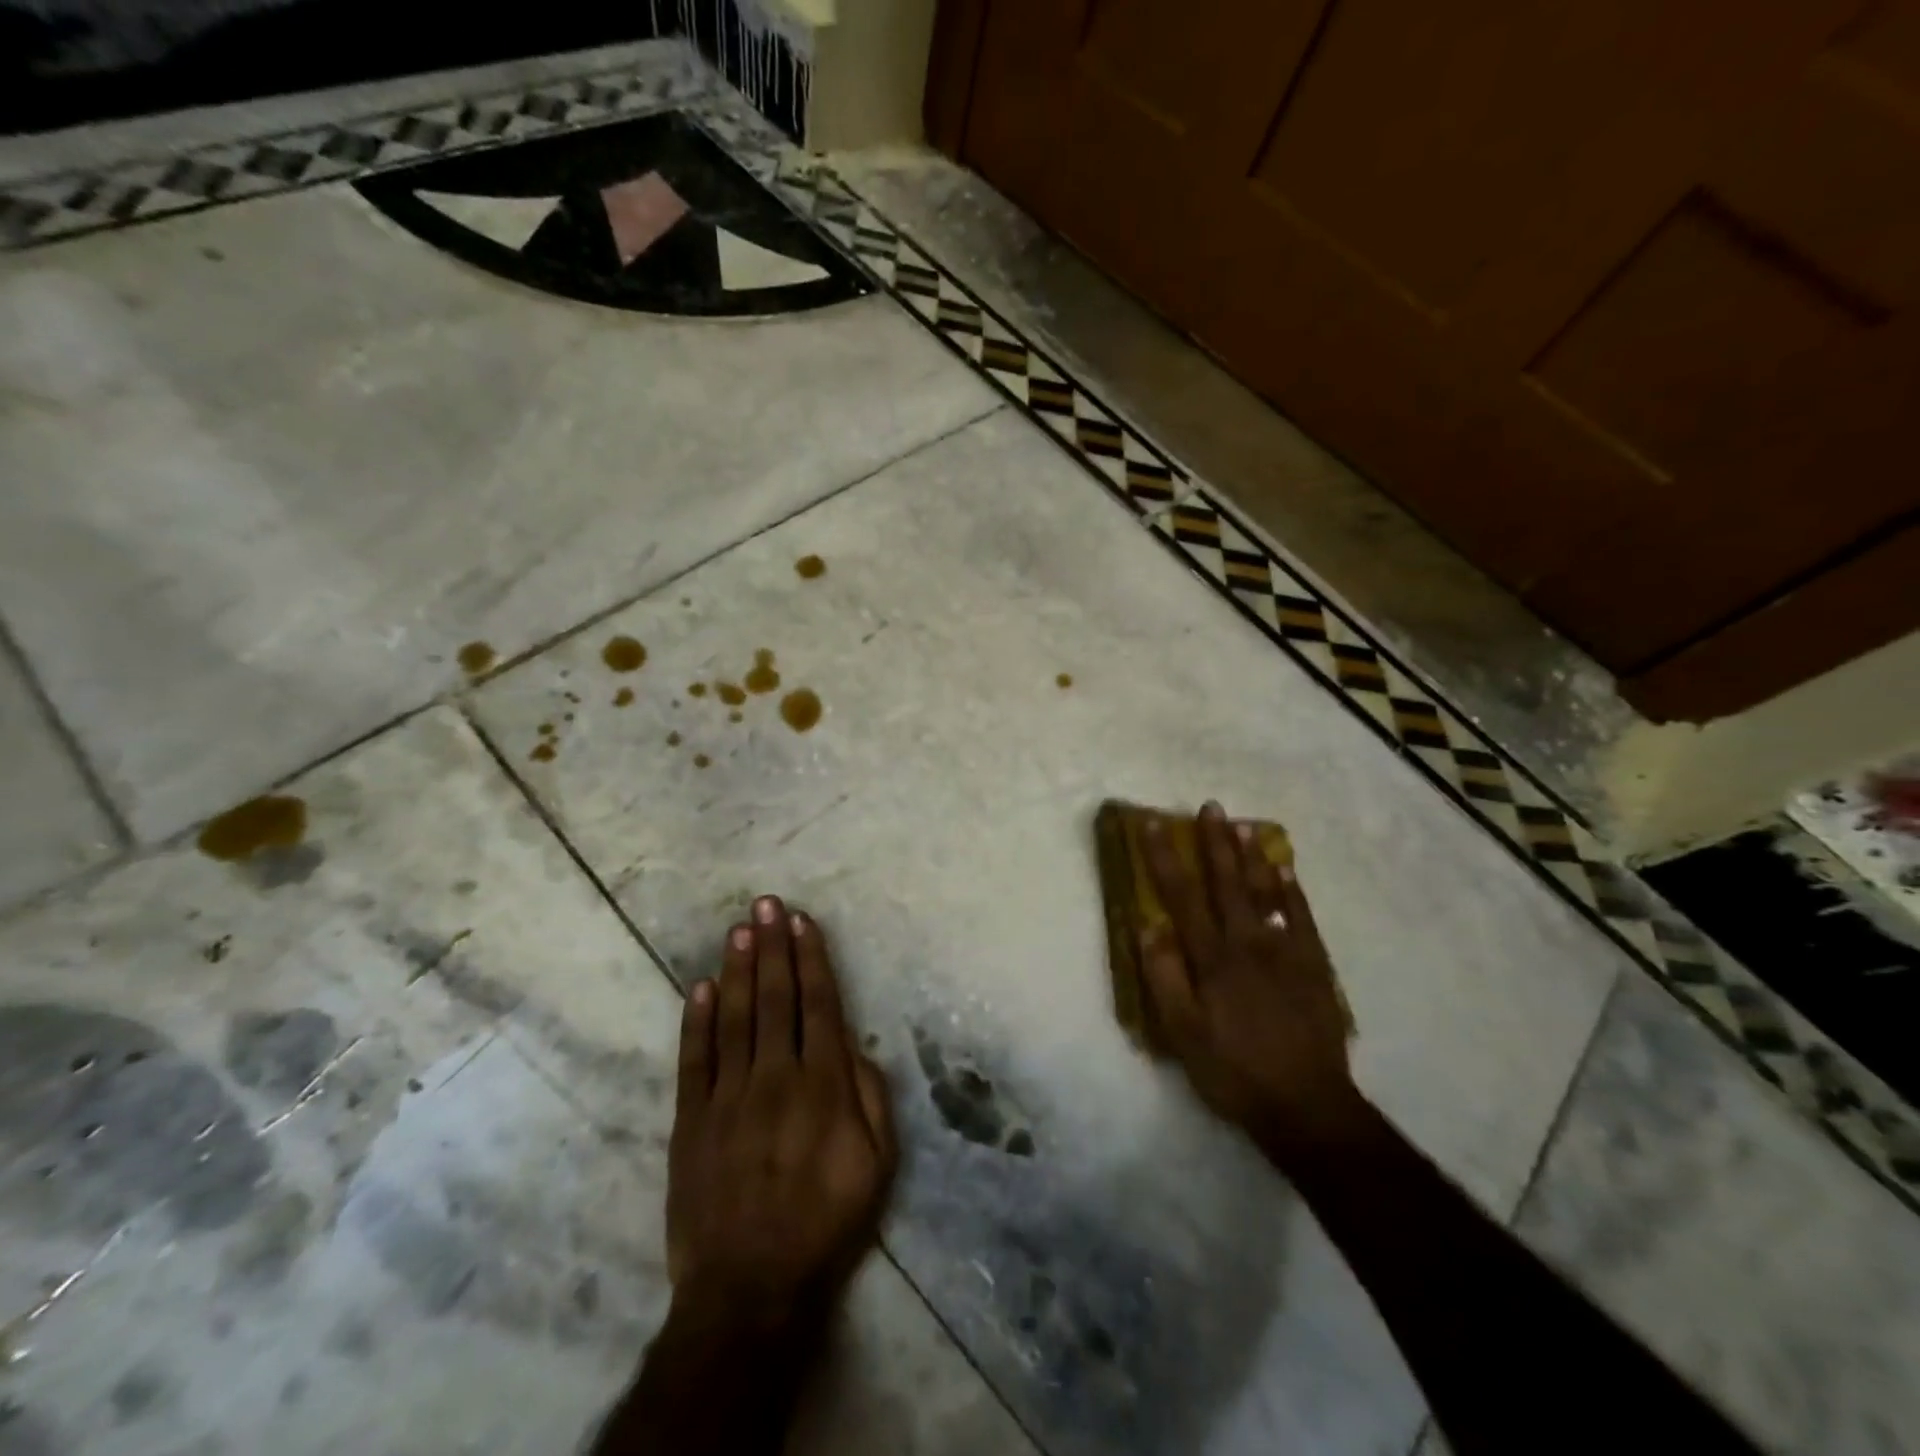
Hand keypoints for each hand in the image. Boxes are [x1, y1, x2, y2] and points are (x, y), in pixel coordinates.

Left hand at [666, 896, 896, 1328]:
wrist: (750, 1287)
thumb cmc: (826, 1223)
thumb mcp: (878, 1165)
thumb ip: (871, 1097)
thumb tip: (854, 1044)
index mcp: (824, 1084)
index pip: (819, 1004)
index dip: (811, 959)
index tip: (803, 922)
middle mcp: (776, 1076)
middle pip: (775, 998)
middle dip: (773, 946)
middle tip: (767, 904)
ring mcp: (729, 1096)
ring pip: (733, 1017)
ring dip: (737, 969)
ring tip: (739, 928)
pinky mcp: (691, 1120)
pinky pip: (694, 1060)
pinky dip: (696, 1020)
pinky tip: (699, 987)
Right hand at [1140, 803, 1363, 1157]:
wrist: (1307, 1105)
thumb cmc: (1233, 1070)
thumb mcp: (1182, 1033)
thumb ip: (1163, 977)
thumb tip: (1147, 925)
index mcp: (1212, 958)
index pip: (1182, 896)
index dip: (1165, 858)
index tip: (1153, 825)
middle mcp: (1247, 943)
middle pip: (1228, 883)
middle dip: (1215, 843)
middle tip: (1211, 807)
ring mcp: (1285, 951)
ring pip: (1266, 892)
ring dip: (1253, 856)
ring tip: (1245, 825)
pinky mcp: (1313, 966)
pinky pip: (1301, 918)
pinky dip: (1292, 890)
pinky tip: (1286, 870)